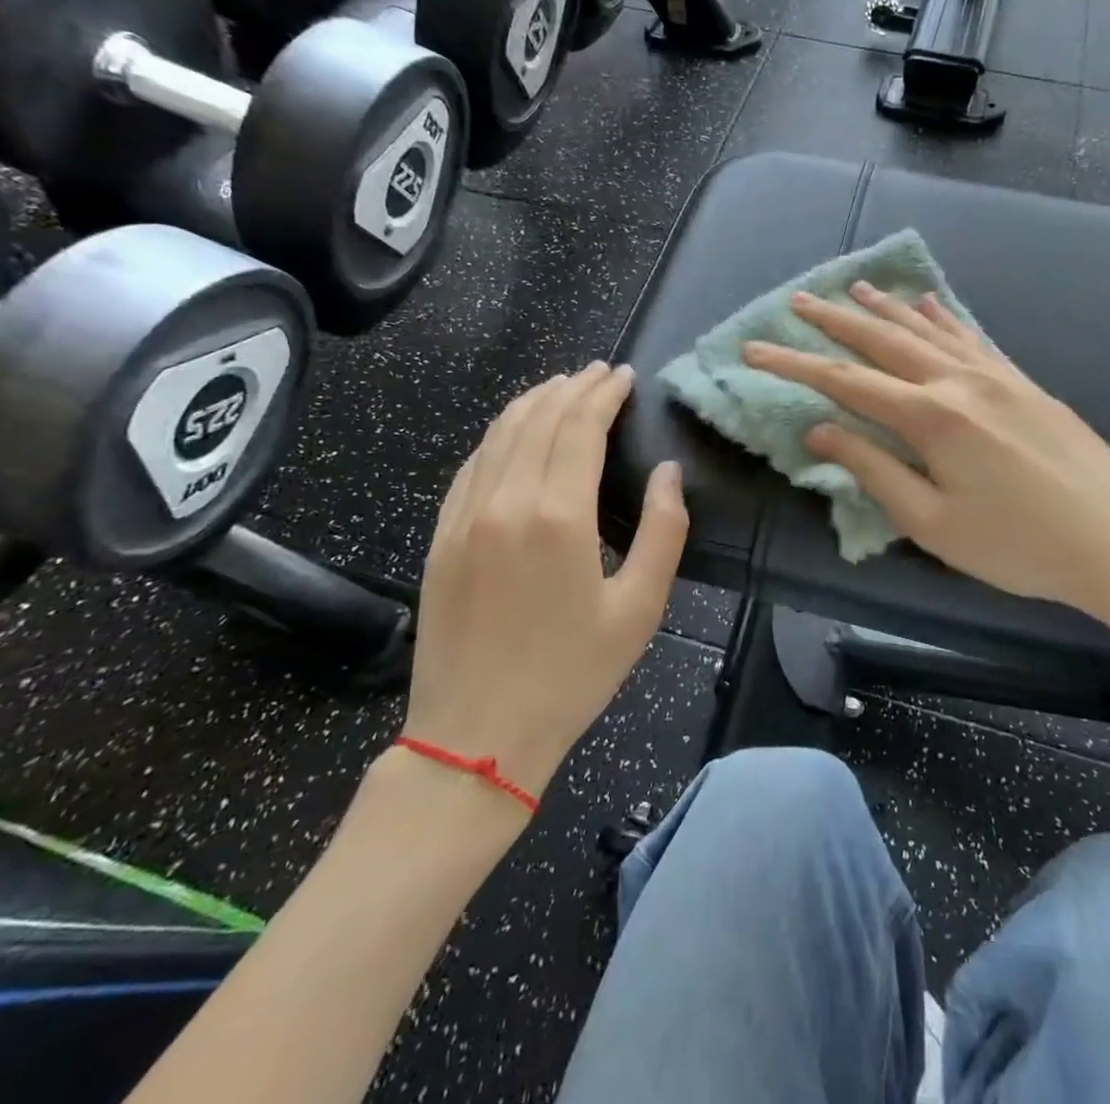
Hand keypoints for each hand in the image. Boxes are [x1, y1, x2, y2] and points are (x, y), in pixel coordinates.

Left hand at [406, 362, 686, 803]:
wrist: (475, 737)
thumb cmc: (570, 675)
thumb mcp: (639, 609)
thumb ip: (662, 531)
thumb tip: (667, 472)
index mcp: (559, 516)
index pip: (580, 427)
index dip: (603, 394)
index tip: (623, 375)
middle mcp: (506, 501)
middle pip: (540, 419)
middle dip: (572, 388)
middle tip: (598, 373)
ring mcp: (465, 516)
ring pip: (499, 434)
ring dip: (533, 402)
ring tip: (560, 386)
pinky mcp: (442, 536)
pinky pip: (472, 465)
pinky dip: (498, 434)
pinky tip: (513, 431)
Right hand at [742, 285, 1109, 656]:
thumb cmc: (1018, 546)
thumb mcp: (933, 523)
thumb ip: (874, 469)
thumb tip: (821, 429)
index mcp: (932, 416)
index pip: (845, 381)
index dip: (794, 365)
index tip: (754, 350)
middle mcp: (959, 380)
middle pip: (883, 341)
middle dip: (834, 320)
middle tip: (796, 300)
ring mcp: (996, 375)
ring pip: (927, 329)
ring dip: (884, 308)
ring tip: (851, 287)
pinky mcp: (1023, 381)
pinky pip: (971, 336)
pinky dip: (941, 316)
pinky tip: (927, 301)